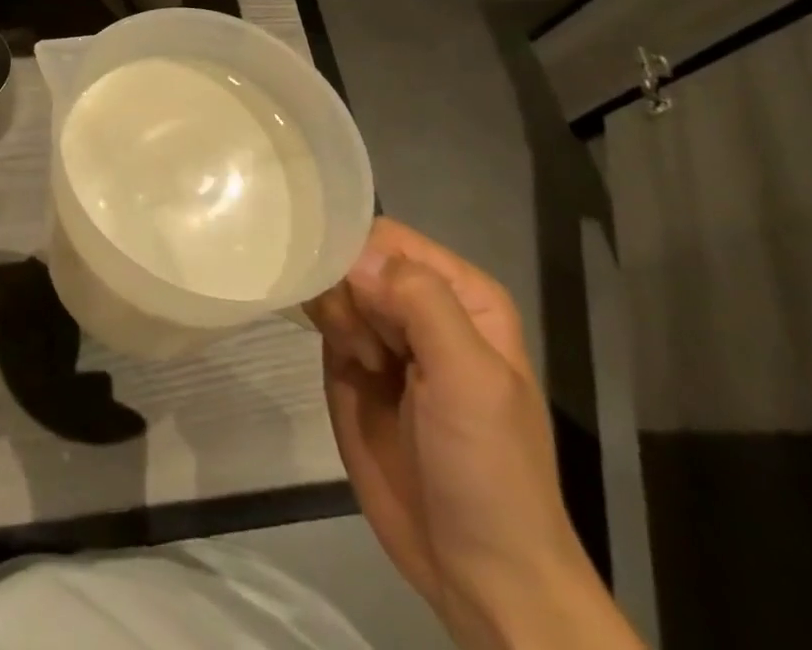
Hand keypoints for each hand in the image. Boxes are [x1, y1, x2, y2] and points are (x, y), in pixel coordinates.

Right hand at [306, 219, 634, 649]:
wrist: (479, 574)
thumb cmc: (489, 468)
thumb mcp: (469, 378)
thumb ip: (420, 302)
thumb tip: (353, 257)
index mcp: (459, 293)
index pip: (388, 238)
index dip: (361, 257)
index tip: (354, 298)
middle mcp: (418, 303)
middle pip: (354, 257)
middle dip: (345, 290)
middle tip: (364, 347)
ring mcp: (383, 334)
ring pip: (333, 284)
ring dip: (334, 315)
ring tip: (361, 364)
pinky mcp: (351, 365)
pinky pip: (323, 320)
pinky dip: (323, 330)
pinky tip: (347, 366)